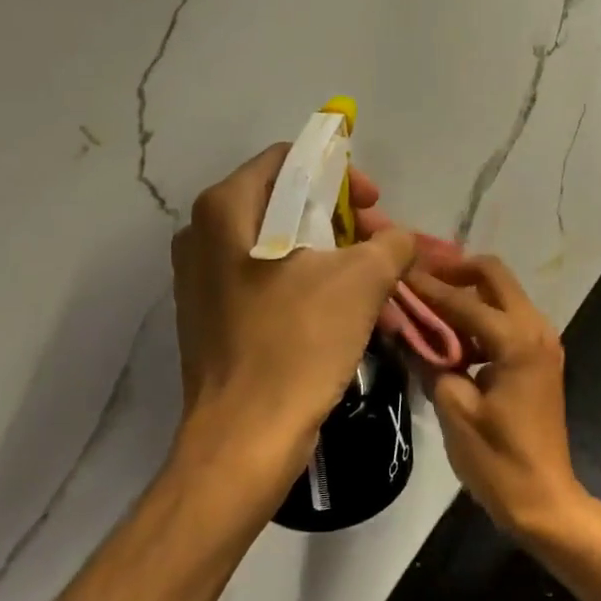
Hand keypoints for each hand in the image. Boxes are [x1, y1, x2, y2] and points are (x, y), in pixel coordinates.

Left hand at [171, 146, 416, 500]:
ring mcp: (201, 280)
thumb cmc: (298, 344)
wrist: (245, 440)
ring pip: (278, 245)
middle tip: (380, 245)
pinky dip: (307, 284)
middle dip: (341, 220)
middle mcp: (202, 236)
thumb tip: (399, 240)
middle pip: (284, 203)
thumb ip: (391, 243)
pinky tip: (343, 311)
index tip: (375, 206)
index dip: (340, 175)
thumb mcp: (362, 281)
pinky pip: (266, 281)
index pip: (290, 161)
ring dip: (330, 256)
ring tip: (372, 281)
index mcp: (225, 210)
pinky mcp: (210, 318)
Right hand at [405, 256, 585, 538]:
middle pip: (493, 275)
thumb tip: (404, 330)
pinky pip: (507, 318)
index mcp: (517, 340)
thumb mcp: (454, 410)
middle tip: (416, 277)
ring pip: (502, 294)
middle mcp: (536, 328)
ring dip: (466, 291)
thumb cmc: (498, 460)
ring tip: (425, 300)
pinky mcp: (539, 357)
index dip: (426, 286)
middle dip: (454, 270)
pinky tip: (449, 332)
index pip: (463, 299)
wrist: (545, 500)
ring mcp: (542, 341)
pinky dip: (479, 315)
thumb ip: (430, 361)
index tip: (396, 269)